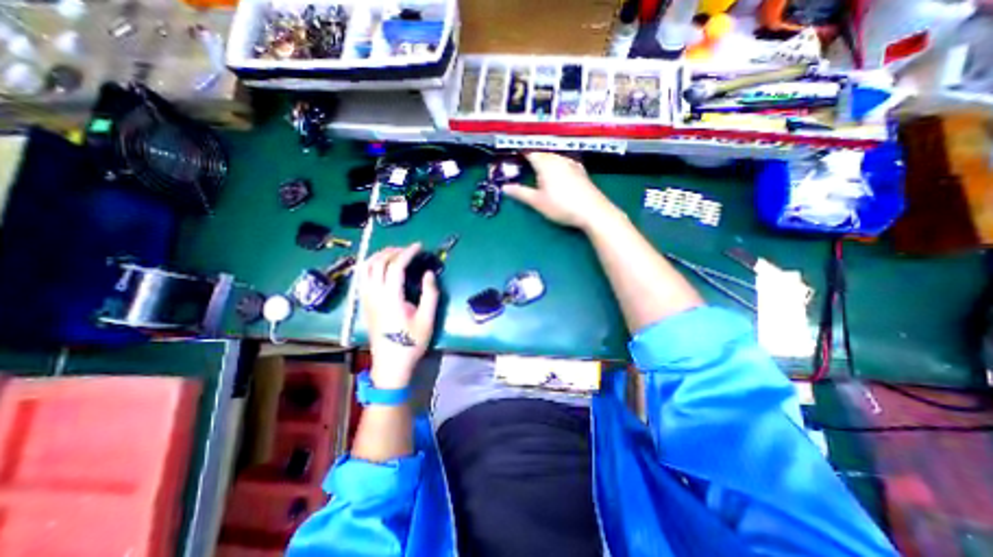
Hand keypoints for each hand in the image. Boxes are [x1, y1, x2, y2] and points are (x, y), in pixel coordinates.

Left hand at [357, 243, 435, 387]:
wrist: (390, 364)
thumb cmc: (411, 343)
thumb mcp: (427, 319)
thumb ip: (430, 294)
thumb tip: (429, 273)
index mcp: (391, 298)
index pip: (395, 266)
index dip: (407, 252)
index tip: (419, 246)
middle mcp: (374, 295)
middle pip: (377, 263)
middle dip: (393, 251)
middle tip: (408, 249)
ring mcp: (366, 299)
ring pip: (365, 268)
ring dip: (379, 256)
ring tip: (394, 254)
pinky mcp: (363, 304)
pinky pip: (361, 277)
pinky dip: (370, 265)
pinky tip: (379, 267)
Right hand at [507, 150, 618, 228]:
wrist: (592, 211)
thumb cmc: (561, 206)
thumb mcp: (537, 202)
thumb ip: (520, 193)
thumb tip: (504, 187)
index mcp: (545, 163)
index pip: (529, 151)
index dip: (519, 153)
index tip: (510, 156)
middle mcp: (558, 158)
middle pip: (541, 153)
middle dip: (531, 157)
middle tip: (521, 165)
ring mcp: (571, 163)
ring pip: (553, 157)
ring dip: (544, 161)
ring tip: (537, 169)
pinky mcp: (580, 170)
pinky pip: (563, 162)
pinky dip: (555, 166)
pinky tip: (556, 173)